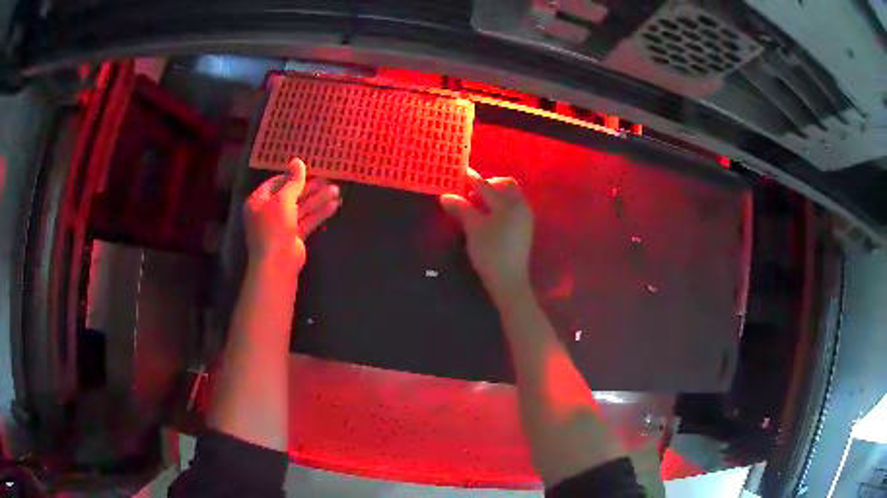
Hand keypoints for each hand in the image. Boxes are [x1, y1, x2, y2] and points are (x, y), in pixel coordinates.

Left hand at [244, 158, 340, 268]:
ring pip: (302, 208)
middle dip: (310, 188)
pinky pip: (307, 221)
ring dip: (318, 199)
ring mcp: (282, 225)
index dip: (293, 176)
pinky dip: (319, 213)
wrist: (277, 263)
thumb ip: (293, 181)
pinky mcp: (294, 236)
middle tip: (328, 179)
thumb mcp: (282, 200)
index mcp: (259, 201)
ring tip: (337, 191)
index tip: (310, 170)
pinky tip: (334, 206)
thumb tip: (297, 161)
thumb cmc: (274, 227)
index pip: (276, 183)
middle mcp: (269, 211)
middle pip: (291, 195)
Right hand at [439, 167, 533, 296]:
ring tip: (475, 206)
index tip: (459, 172)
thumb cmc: (490, 253)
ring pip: (509, 196)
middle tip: (469, 193)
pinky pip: (512, 207)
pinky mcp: (524, 228)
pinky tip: (487, 217)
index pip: (486, 185)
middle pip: (505, 185)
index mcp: (509, 203)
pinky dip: (499, 206)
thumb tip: (445, 196)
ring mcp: (525, 217)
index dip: (471, 179)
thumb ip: (461, 209)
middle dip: (487, 185)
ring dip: (493, 196)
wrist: (509, 281)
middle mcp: (520, 206)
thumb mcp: (473, 229)